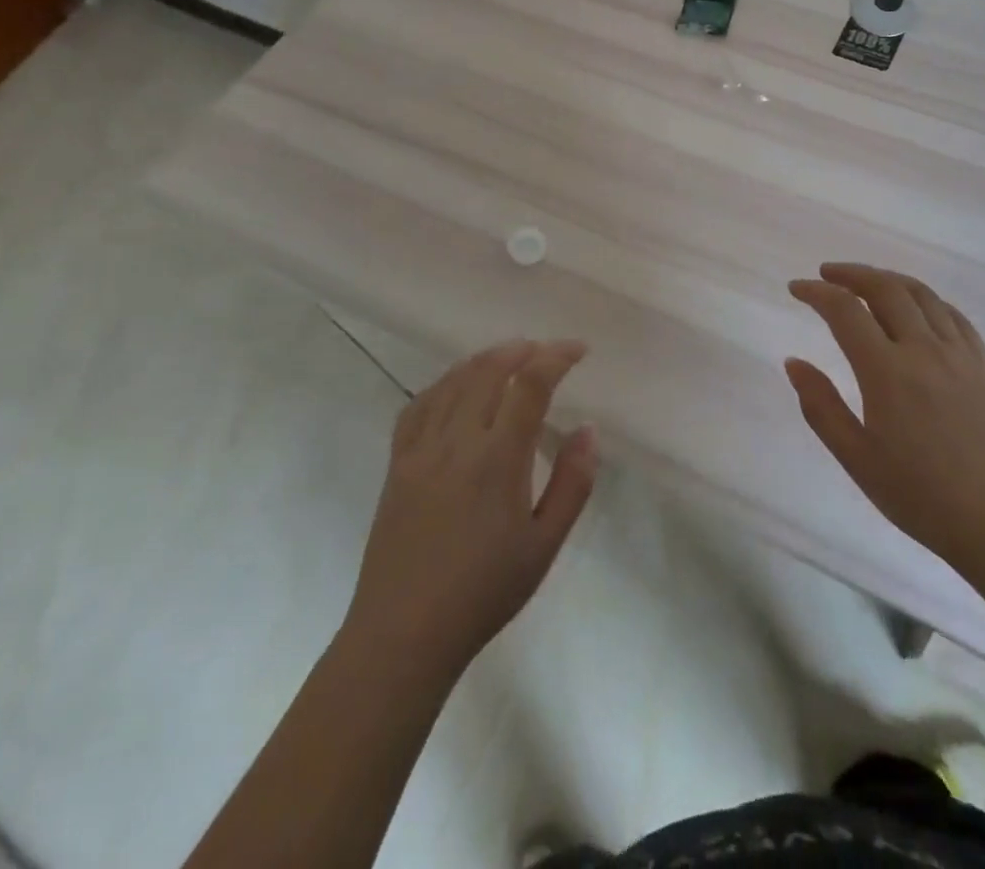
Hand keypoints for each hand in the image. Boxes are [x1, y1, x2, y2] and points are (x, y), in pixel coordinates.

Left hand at [344, 339, 597, 680]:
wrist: (404, 634)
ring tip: (509, 356)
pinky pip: (419, 405)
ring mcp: (421, 449)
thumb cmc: (484, 593)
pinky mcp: (397, 463)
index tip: (578, 350)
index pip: (529, 385)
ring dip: (485, 359)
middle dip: (522, 350)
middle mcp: (457, 442)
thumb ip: (572, 483)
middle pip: (489, 371)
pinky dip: (444, 383)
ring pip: (454, 381)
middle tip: (545, 351)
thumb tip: (587, 429)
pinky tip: (456, 386)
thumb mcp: (544, 545)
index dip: (556, 357)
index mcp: (498, 459)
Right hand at [786, 263, 984, 577]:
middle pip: (886, 288)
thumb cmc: (925, 499)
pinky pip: (954, 315)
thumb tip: (794, 362)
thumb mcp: (858, 461)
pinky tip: (917, 308)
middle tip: (826, 274)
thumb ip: (821, 407)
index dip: (816, 292)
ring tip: (866, 282)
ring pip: (922, 294)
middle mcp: (924, 350)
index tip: (796, 289)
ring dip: (888, 278)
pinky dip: (926, 299)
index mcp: (888, 372)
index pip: (846, 311)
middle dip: (851, 273)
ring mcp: (960, 356)